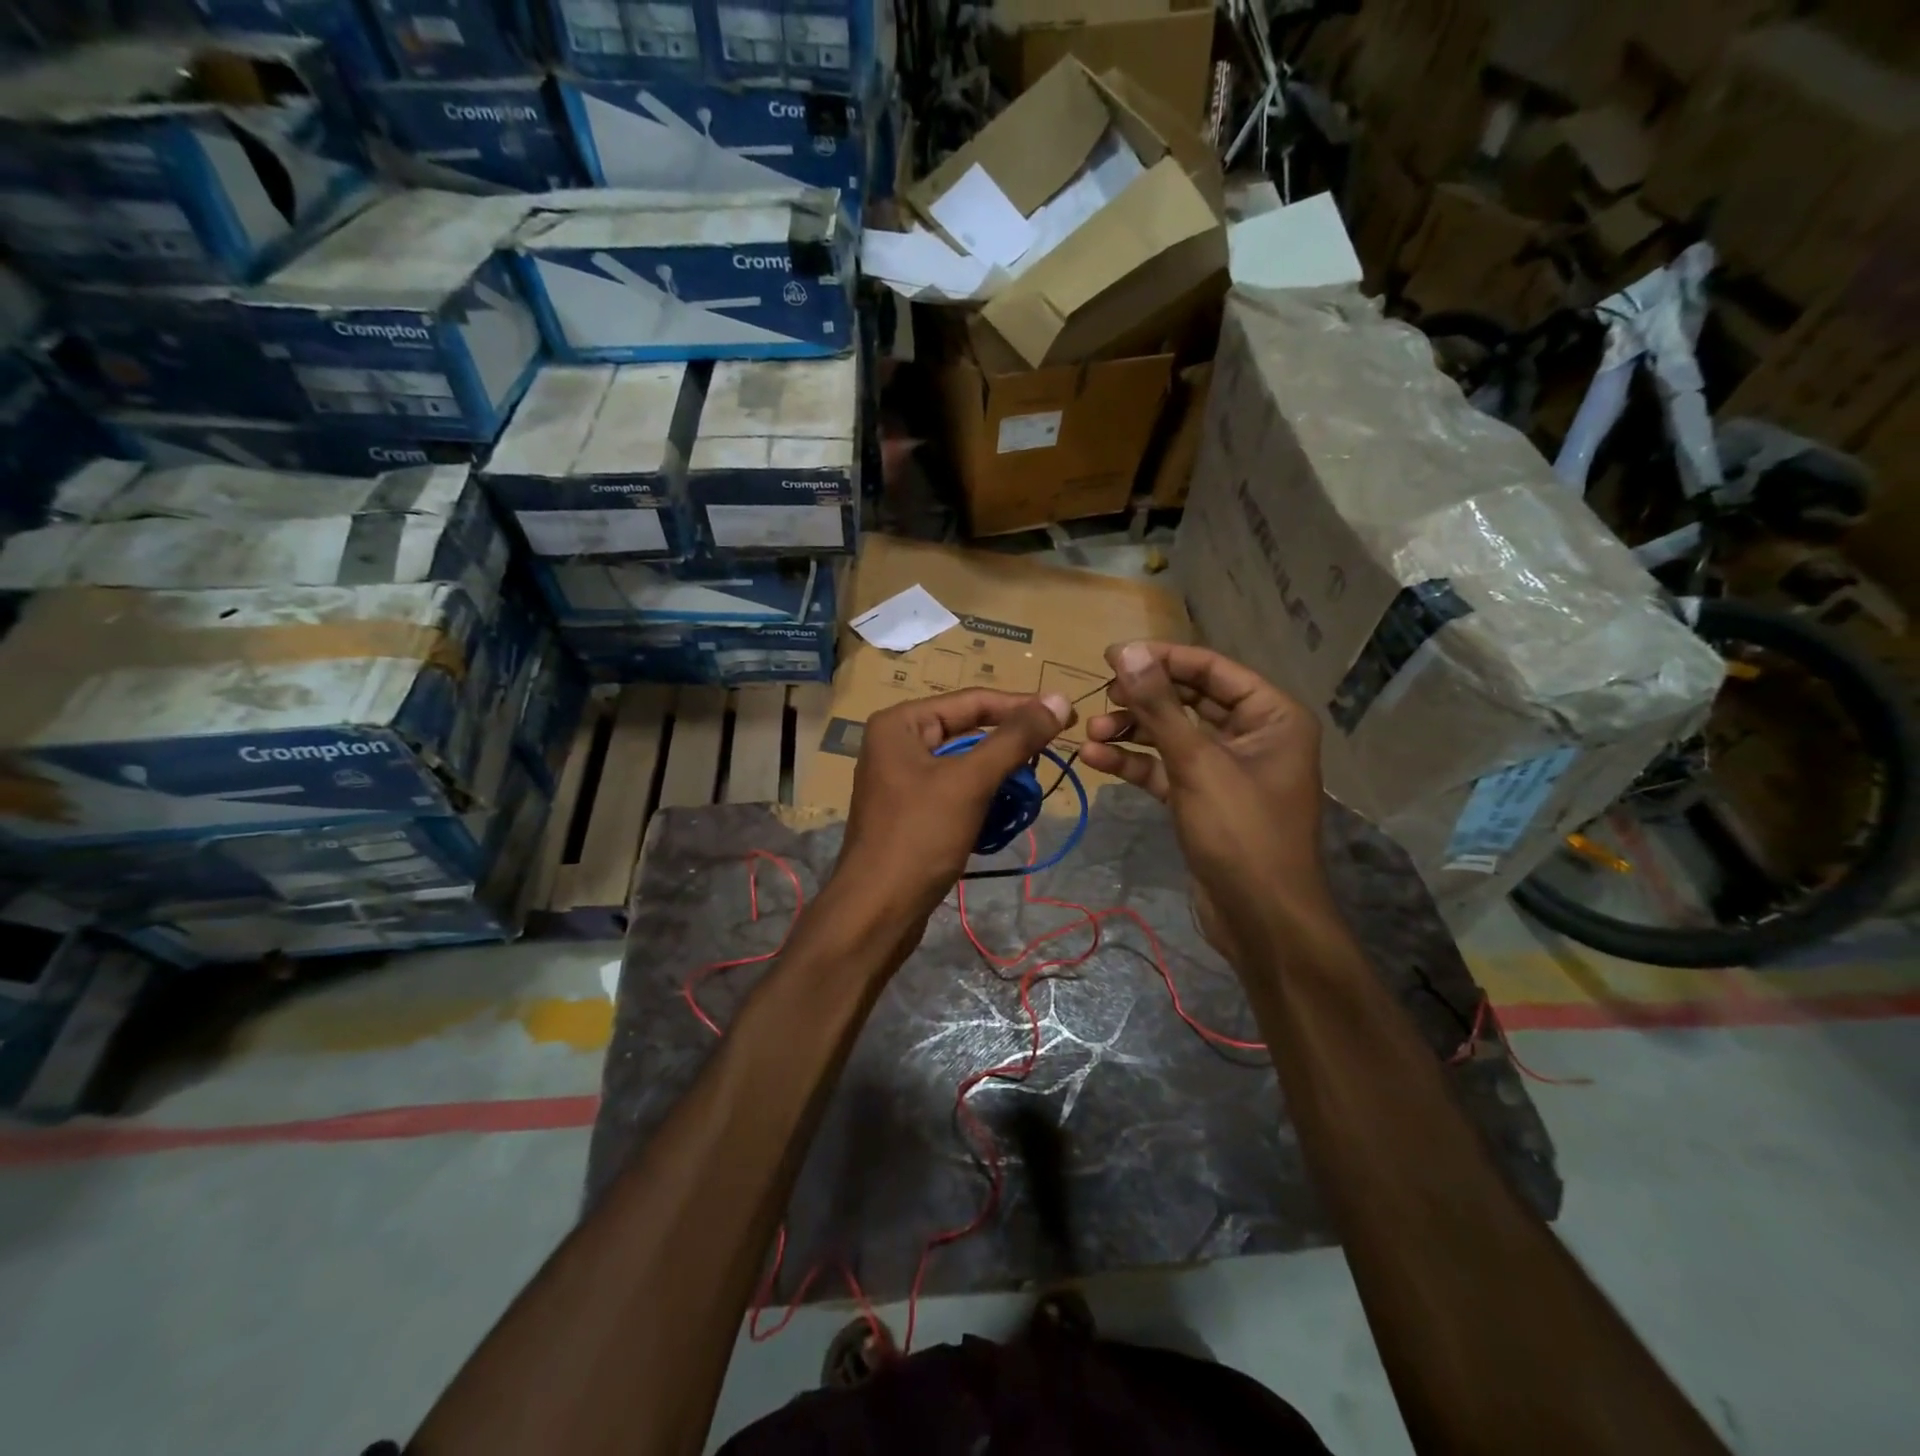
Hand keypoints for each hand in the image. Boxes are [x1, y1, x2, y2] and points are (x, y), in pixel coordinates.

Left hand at [833, 687, 1074, 936]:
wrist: (877, 911)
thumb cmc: (919, 836)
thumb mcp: (970, 781)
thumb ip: (1015, 738)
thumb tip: (1059, 698)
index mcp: (901, 723)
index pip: (972, 701)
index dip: (1022, 707)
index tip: (1066, 716)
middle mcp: (897, 743)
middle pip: (967, 730)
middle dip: (1009, 745)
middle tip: (1053, 751)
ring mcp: (901, 779)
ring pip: (964, 763)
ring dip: (999, 774)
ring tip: (1032, 786)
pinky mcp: (911, 811)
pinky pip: (955, 791)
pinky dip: (983, 797)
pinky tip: (1006, 812)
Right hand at [1078, 642, 1327, 956]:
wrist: (1260, 919)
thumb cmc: (1241, 832)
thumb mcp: (1196, 763)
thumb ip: (1159, 706)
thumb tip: (1127, 651)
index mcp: (1272, 716)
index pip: (1212, 670)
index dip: (1162, 658)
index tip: (1112, 655)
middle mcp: (1253, 735)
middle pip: (1190, 701)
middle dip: (1144, 699)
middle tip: (1101, 695)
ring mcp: (1227, 769)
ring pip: (1174, 735)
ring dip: (1133, 731)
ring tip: (1092, 732)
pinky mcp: (1204, 798)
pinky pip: (1167, 768)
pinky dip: (1136, 763)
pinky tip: (1097, 759)